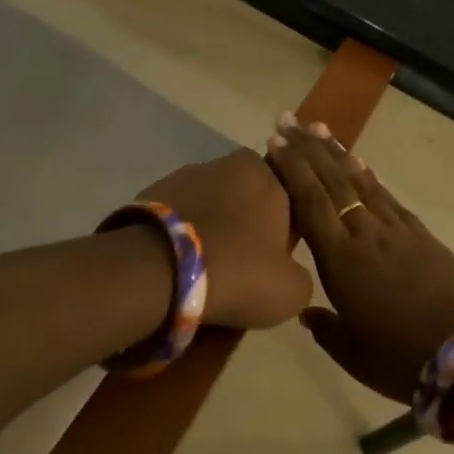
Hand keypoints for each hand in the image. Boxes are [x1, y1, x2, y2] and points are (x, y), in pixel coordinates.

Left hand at [137, 149, 311, 330]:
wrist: (159, 268)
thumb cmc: (238, 271)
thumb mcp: (291, 291)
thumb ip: (300, 274)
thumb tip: (286, 273)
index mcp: (270, 176)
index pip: (289, 195)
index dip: (285, 228)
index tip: (275, 259)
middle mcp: (230, 163)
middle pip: (248, 196)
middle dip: (246, 223)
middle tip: (241, 264)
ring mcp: (187, 173)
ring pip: (211, 203)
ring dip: (212, 226)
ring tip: (205, 268)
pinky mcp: (154, 190)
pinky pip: (179, 214)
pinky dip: (182, 233)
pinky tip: (178, 263)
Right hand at [266, 115, 453, 401]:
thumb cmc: (401, 359)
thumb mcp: (353, 353)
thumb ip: (325, 328)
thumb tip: (307, 312)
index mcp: (340, 261)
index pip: (310, 202)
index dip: (291, 169)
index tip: (275, 142)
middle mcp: (364, 234)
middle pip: (332, 181)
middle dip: (307, 148)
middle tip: (288, 120)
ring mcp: (396, 230)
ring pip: (360, 181)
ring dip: (337, 153)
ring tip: (319, 128)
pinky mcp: (421, 234)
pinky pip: (388, 197)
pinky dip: (371, 176)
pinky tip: (361, 163)